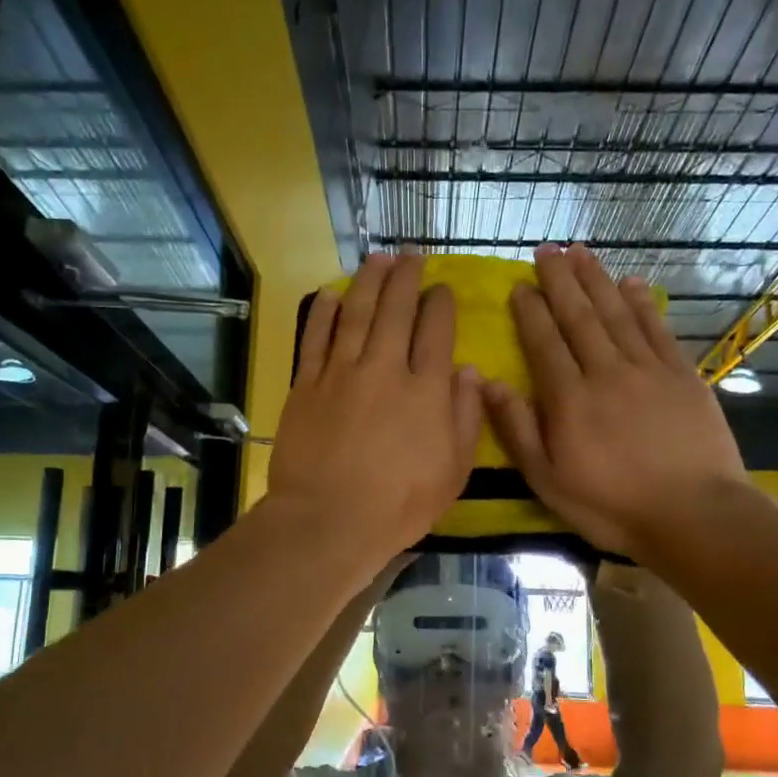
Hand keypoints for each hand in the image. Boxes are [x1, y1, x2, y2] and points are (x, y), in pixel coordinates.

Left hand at [270, 254, 481, 562]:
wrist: (328, 520)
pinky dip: (323, 312)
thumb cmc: (399, 505)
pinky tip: (330, 294)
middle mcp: (384, 369)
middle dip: (406, 278)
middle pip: (396, 310)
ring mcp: (341, 373)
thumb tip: (471, 372)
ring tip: (377, 259)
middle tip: (410, 256)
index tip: (442, 288)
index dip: (440, 304)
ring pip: (355, 313)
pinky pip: (315, 338)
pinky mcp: (306, 385)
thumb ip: (466, 418)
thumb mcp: (453, 471)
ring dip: (368, 282)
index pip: (436, 331)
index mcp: (425, 390)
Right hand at [482, 244, 746, 560]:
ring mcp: (648, 369)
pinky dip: (642, 303)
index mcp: (570, 399)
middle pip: (579, 316)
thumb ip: (518, 429)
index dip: (530, 310)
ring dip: (597, 280)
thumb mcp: (548, 481)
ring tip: (580, 252)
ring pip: (617, 313)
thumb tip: (488, 382)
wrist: (694, 515)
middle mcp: (606, 371)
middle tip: (547, 249)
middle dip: (560, 280)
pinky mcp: (683, 375)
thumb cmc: (612, 506)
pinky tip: (631, 283)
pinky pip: (657, 328)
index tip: (519, 285)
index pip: (544, 342)